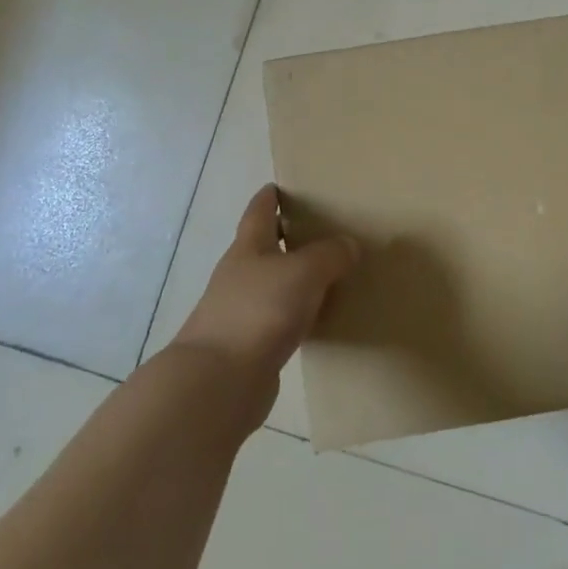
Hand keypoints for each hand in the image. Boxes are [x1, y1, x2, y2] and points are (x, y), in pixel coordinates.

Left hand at [173, 185, 358, 389]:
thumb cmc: (259, 311)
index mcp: (248, 248)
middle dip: (288, 237)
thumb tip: (348, 245)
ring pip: (274, 285)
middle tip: (322, 229)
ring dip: (296, 279)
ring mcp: (242, 312)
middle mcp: (241, 276)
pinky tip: (320, 319)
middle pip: (265, 248)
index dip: (270, 198)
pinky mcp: (250, 347)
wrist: (219, 382)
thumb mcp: (304, 272)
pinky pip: (280, 320)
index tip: (281, 186)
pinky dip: (298, 315)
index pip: (259, 212)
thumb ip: (330, 254)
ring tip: (330, 274)